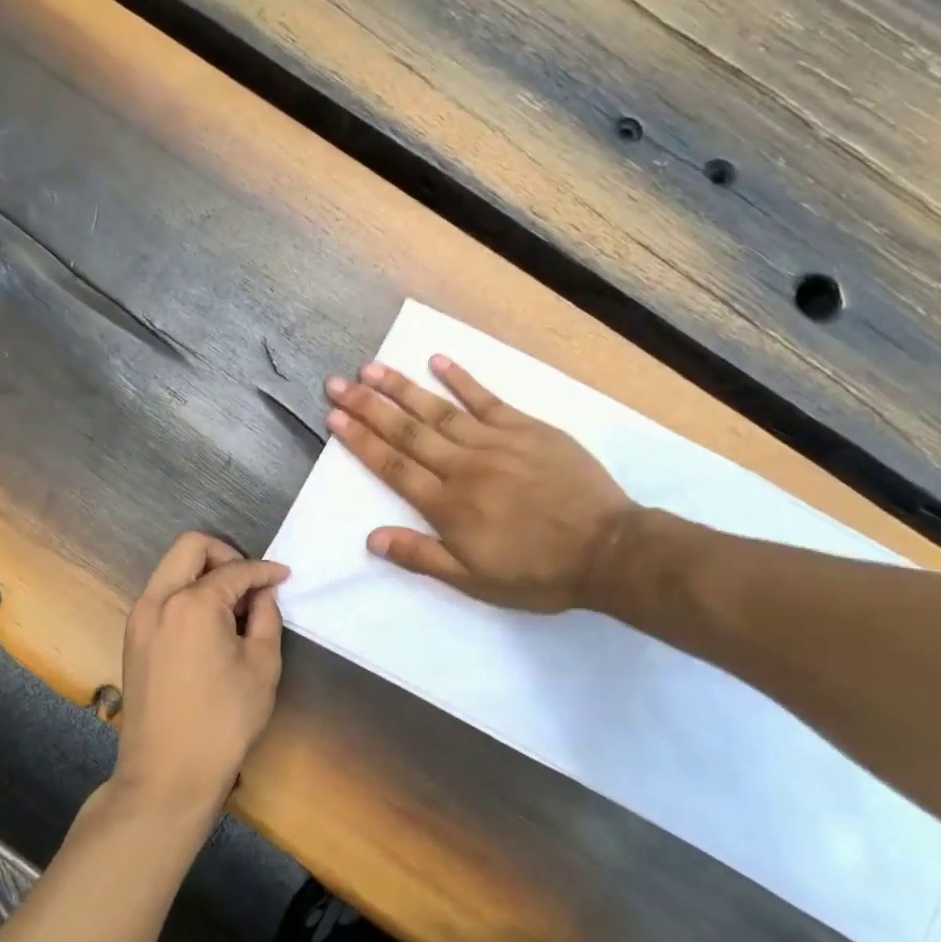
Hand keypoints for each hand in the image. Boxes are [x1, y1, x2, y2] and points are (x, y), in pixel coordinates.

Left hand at [113, 533, 287, 819]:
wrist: (167, 774)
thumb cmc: (223, 721)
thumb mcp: (262, 667)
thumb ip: (266, 618)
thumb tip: (263, 594)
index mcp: (192, 603)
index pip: (235, 570)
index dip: (265, 571)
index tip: (285, 576)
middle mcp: (158, 601)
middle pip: (190, 548)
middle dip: (226, 555)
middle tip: (251, 581)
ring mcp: (139, 620)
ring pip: (171, 570)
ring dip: (204, 575)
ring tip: (235, 606)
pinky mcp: (133, 640)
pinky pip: (162, 597)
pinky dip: (187, 595)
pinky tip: (211, 625)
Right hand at [325, 355, 635, 611]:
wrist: (605, 550)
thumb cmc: (537, 573)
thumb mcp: (473, 580)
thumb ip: (421, 555)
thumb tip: (372, 538)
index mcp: (447, 504)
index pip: (393, 466)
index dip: (361, 440)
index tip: (335, 416)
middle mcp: (463, 466)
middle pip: (407, 431)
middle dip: (369, 406)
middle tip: (338, 383)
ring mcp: (496, 442)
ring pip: (439, 410)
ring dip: (403, 388)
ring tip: (372, 368)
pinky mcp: (527, 429)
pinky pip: (487, 399)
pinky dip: (462, 379)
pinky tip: (438, 361)